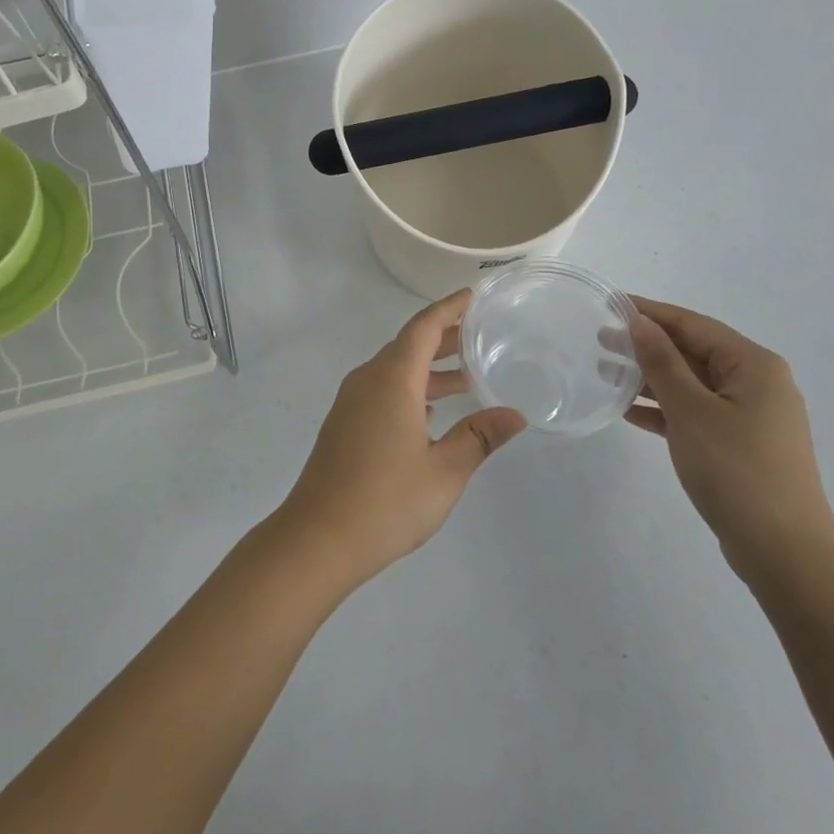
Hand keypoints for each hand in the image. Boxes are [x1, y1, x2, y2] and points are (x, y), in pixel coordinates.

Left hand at [272, 291, 524, 592]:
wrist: (318, 538)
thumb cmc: (386, 501)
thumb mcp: (445, 471)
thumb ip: (479, 437)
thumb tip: (515, 414)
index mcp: (393, 379)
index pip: (423, 327)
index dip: (449, 308)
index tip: (473, 296)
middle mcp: (368, 379)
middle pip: (408, 344)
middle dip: (444, 337)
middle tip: (480, 335)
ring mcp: (351, 401)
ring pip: (395, 369)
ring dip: (428, 368)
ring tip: (467, 377)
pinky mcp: (344, 423)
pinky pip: (382, 390)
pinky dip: (410, 389)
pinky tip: (431, 413)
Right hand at [625, 298, 833, 585]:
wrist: (785, 554)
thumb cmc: (737, 471)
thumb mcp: (691, 411)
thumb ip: (663, 363)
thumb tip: (640, 323)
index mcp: (754, 365)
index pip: (693, 324)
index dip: (650, 312)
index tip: (609, 304)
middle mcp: (757, 383)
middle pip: (693, 351)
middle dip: (647, 345)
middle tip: (600, 339)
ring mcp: (750, 416)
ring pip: (691, 384)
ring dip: (650, 378)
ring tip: (605, 372)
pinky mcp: (739, 445)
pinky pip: (695, 413)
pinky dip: (664, 410)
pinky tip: (628, 411)